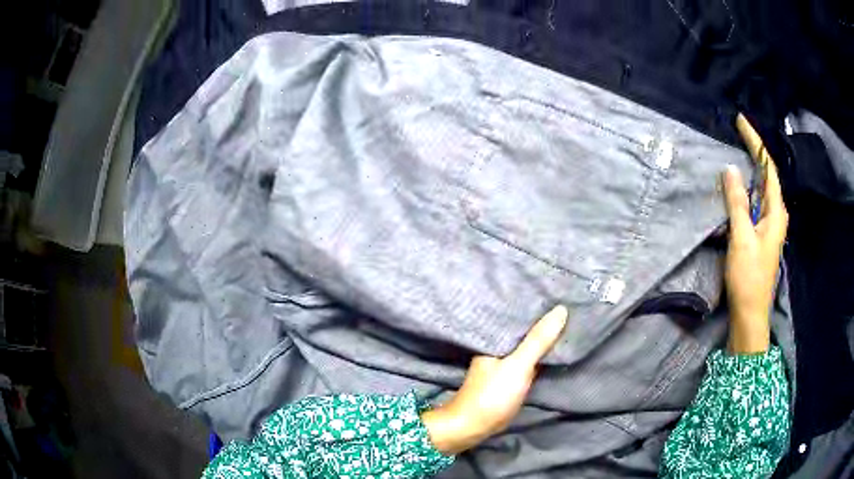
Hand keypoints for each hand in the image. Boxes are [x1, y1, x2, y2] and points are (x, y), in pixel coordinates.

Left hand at [422, 305, 567, 454]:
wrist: (474, 426)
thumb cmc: (493, 393)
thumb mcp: (518, 365)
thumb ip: (538, 340)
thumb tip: (561, 309)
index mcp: (496, 337)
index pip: (520, 314)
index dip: (540, 304)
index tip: (560, 292)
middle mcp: (499, 345)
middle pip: (525, 329)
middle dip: (544, 320)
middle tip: (570, 303)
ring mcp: (504, 361)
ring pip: (528, 343)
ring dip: (544, 336)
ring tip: (568, 320)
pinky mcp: (510, 375)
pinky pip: (528, 357)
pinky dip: (540, 352)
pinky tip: (554, 346)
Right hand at [723, 114, 788, 354]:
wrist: (749, 313)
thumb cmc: (749, 276)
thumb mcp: (742, 237)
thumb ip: (737, 202)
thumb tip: (730, 169)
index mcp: (776, 212)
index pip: (768, 168)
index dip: (756, 143)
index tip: (741, 122)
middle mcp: (776, 214)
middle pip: (767, 175)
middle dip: (755, 151)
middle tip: (739, 131)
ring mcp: (768, 225)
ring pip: (761, 188)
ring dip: (751, 168)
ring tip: (739, 149)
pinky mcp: (760, 234)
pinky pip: (754, 202)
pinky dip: (747, 187)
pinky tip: (738, 183)